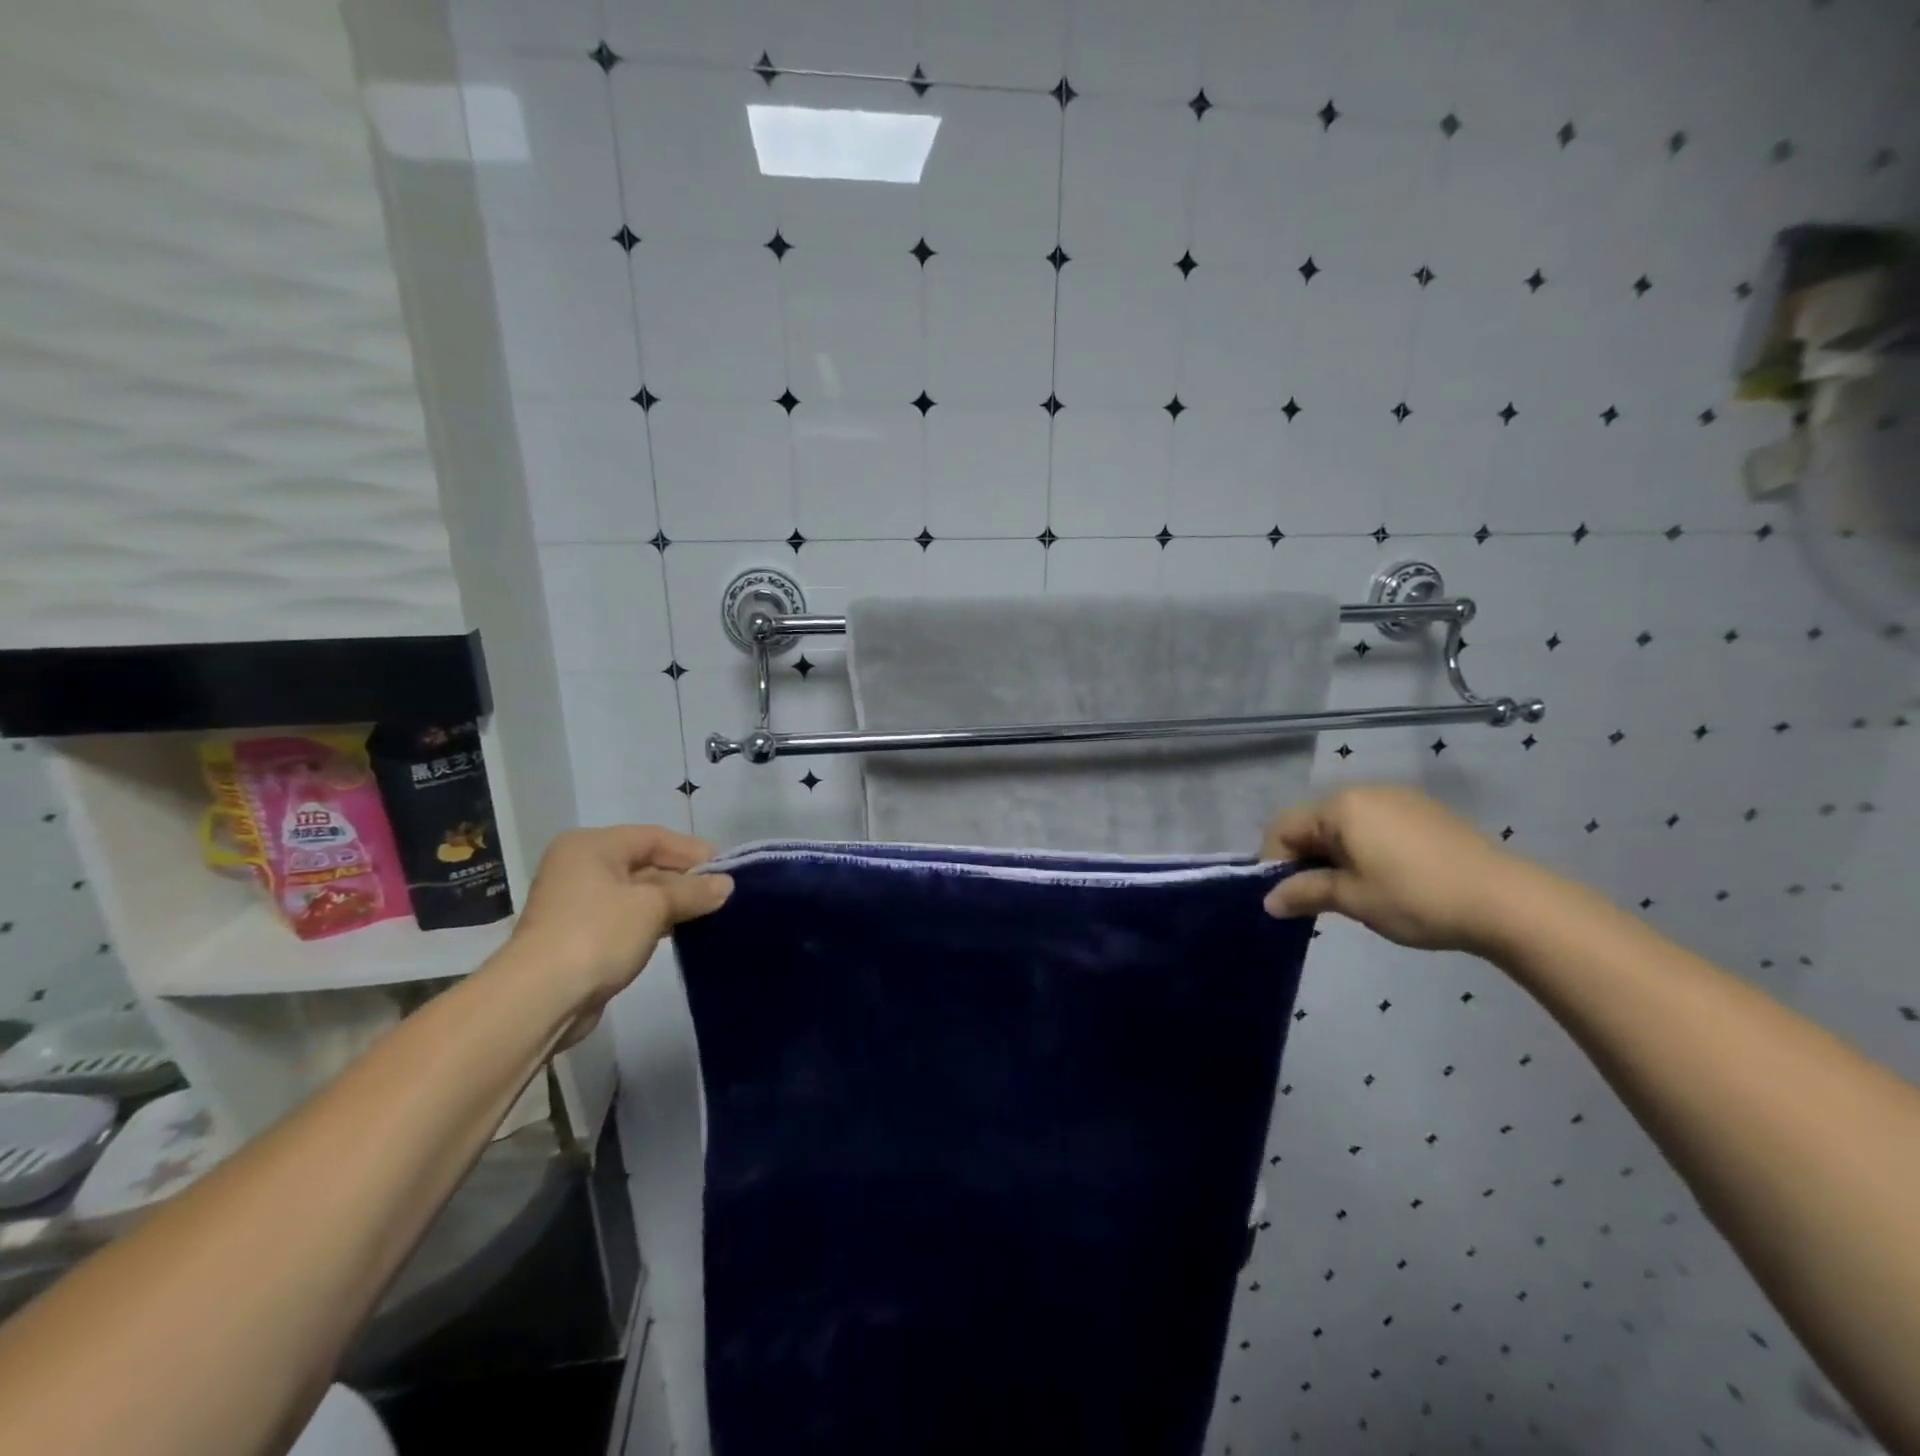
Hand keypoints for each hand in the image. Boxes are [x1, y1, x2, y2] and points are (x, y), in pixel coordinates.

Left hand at [511, 826, 732, 1029]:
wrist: (540, 999)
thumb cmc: (598, 934)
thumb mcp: (654, 906)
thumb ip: (693, 891)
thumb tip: (726, 885)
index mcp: (591, 846)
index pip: (653, 837)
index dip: (692, 850)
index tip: (727, 868)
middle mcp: (580, 867)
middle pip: (644, 863)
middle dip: (684, 878)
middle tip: (722, 892)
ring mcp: (577, 904)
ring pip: (636, 894)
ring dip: (672, 902)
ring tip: (710, 912)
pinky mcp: (580, 936)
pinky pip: (626, 918)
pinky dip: (654, 921)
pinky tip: (682, 931)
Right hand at [1259, 785, 1517, 953]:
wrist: (1506, 901)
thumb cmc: (1415, 897)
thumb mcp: (1352, 899)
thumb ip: (1304, 893)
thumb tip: (1268, 901)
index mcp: (1339, 806)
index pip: (1284, 828)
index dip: (1275, 863)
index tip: (1286, 899)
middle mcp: (1364, 792)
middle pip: (1313, 823)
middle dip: (1306, 859)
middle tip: (1318, 900)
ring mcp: (1398, 799)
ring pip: (1345, 825)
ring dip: (1335, 855)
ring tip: (1353, 892)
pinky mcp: (1425, 812)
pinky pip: (1376, 826)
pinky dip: (1365, 849)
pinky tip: (1387, 879)